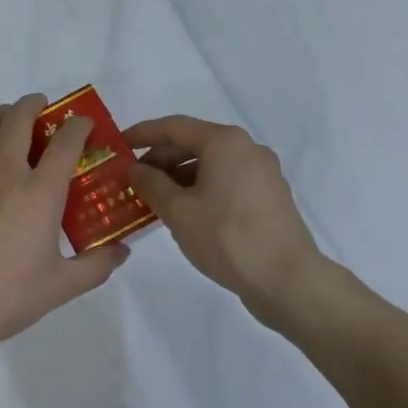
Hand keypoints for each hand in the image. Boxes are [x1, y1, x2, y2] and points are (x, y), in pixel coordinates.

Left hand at [0, 93, 129, 360]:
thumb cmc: (9, 294)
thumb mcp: (61, 286)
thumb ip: (96, 266)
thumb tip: (122, 252)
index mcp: (39, 191)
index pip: (65, 141)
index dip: (79, 126)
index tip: (85, 124)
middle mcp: (6, 174)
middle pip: (18, 118)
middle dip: (34, 104)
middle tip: (45, 107)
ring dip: (3, 114)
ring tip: (14, 120)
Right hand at [126, 115, 338, 318]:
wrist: (288, 280)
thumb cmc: (227, 237)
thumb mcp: (177, 211)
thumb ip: (151, 184)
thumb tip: (136, 169)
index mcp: (225, 142)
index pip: (174, 127)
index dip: (142, 133)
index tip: (119, 144)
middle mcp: (247, 148)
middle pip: (194, 143)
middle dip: (161, 159)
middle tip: (134, 179)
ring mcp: (263, 173)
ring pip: (211, 164)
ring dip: (180, 177)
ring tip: (155, 200)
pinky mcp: (270, 197)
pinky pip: (227, 181)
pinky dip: (202, 189)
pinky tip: (186, 213)